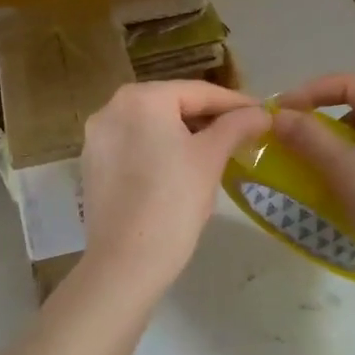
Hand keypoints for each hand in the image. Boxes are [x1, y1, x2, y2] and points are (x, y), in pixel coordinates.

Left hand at [79, 81, 270, 303]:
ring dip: (184, 134)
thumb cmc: (174, 202)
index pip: (198, 92)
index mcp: (140, 98)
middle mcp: (111, 108)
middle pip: (171, 105)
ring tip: (218, 150)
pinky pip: (134, 146)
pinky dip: (159, 150)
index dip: (235, 103)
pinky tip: (181, 169)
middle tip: (243, 132)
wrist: (126, 262)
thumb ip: (236, 126)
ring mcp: (97, 138)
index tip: (262, 113)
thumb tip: (262, 113)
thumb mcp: (211, 159)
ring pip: (151, 126)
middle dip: (208, 118)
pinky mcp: (92, 165)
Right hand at [272, 74, 354, 294]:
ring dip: (341, 149)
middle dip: (325, 125)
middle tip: (294, 145)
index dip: (308, 94)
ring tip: (316, 171)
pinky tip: (345, 190)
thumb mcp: (346, 171)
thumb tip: (278, 116)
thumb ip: (309, 137)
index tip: (277, 114)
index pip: (350, 85)